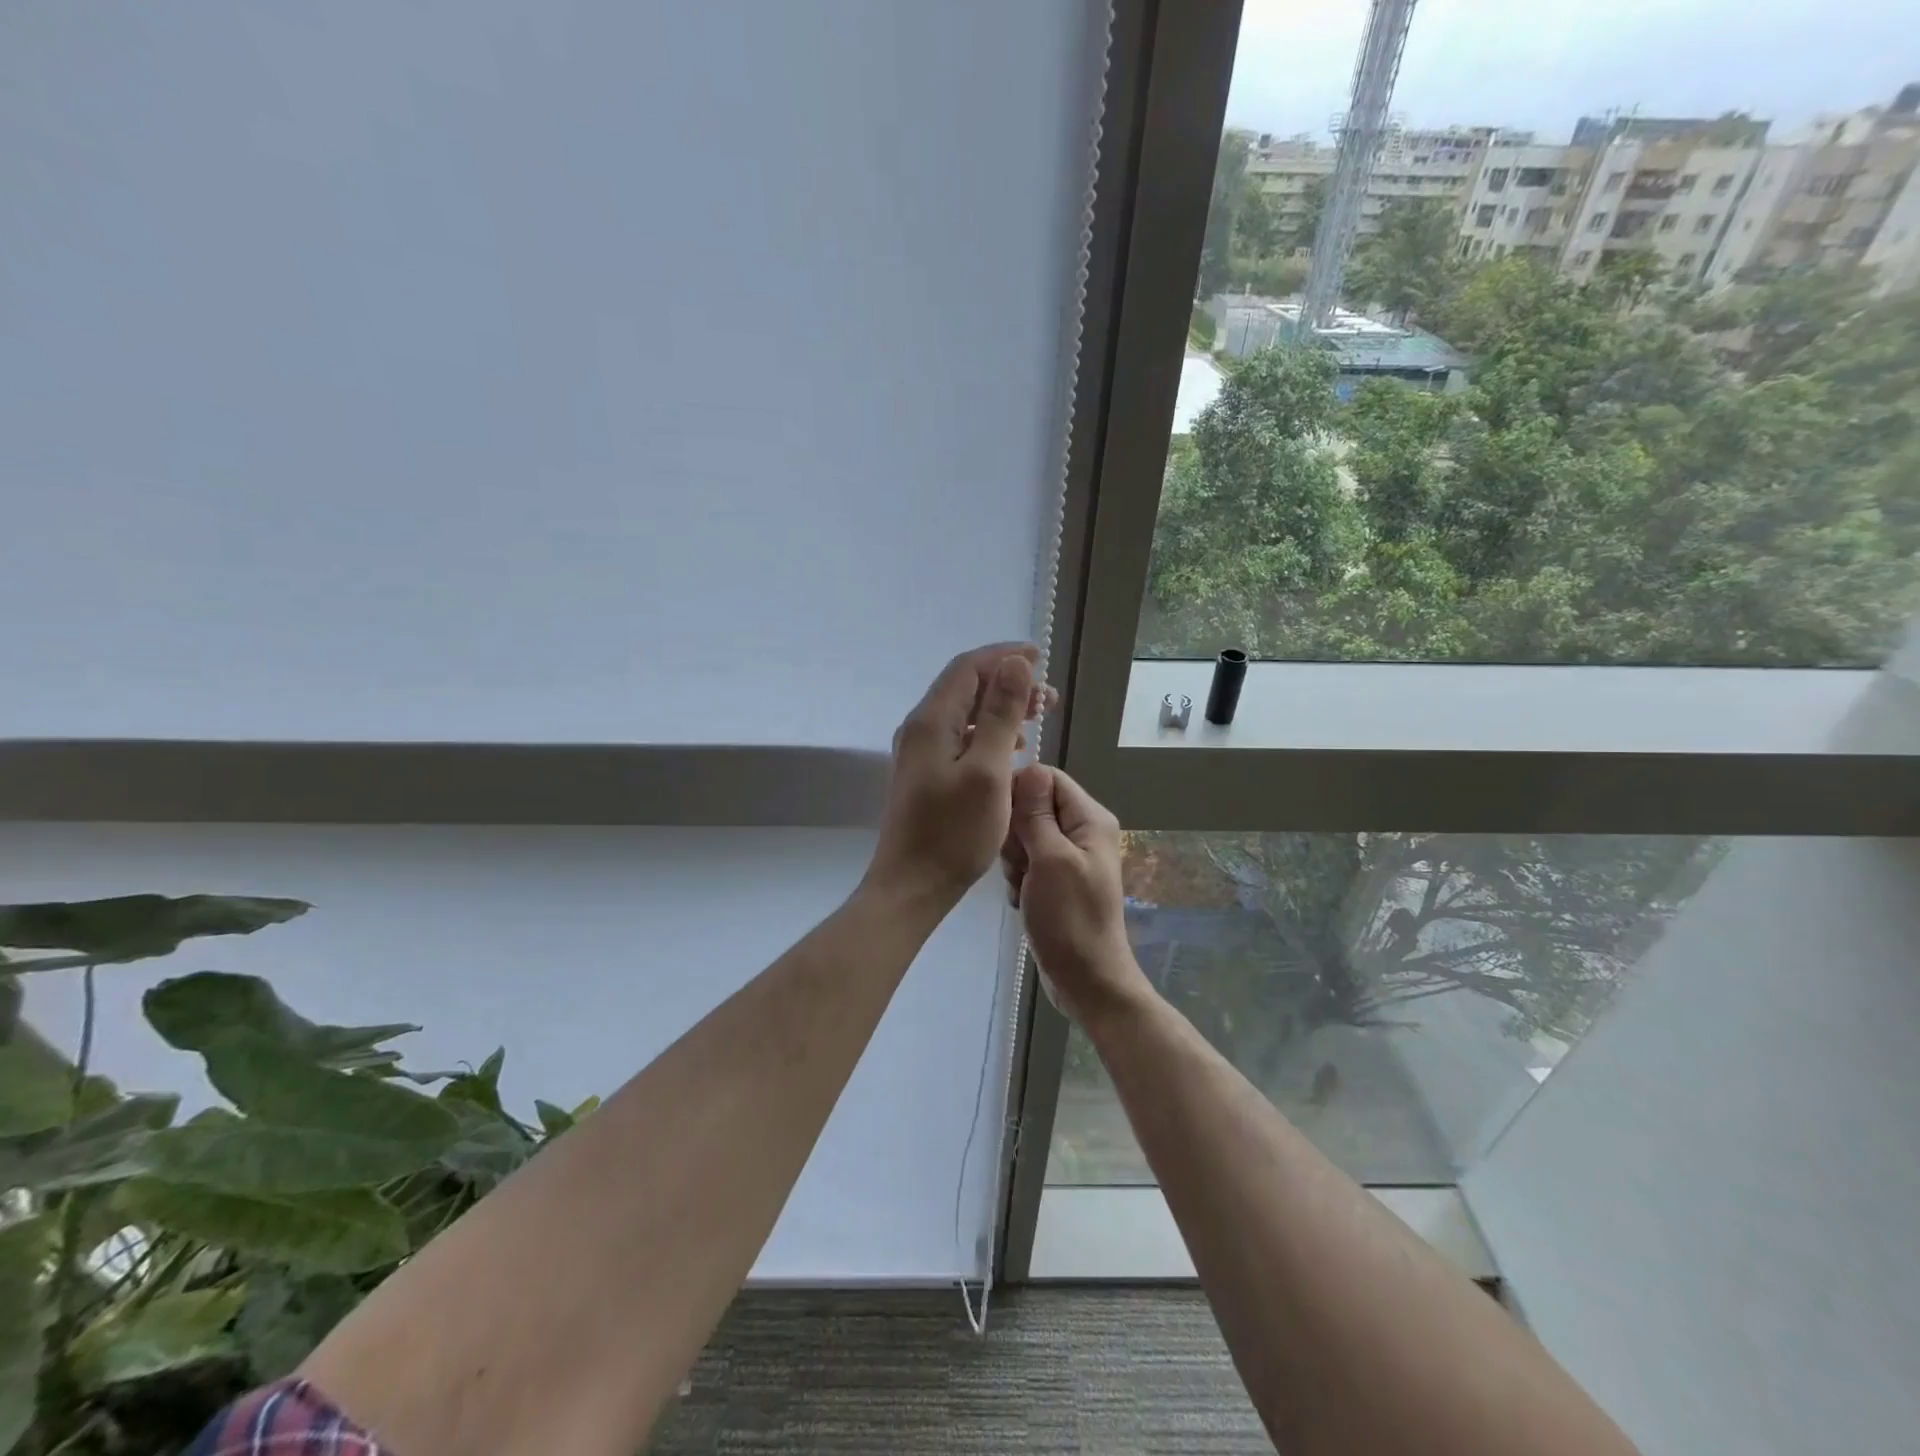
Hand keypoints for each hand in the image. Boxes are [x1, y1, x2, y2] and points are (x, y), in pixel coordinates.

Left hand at [866, 643, 1052, 907]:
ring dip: (1000, 707)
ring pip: (963, 712)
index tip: (1041, 658)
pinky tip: (1011, 748)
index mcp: (932, 721)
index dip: (1005, 656)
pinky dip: (988, 732)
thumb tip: (1015, 664)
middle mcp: (920, 728)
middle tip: (1048, 697)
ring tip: (1037, 717)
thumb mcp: (987, 770)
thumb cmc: (954, 832)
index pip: (968, 667)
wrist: (912, 885)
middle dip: (1007, 681)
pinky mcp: (925, 773)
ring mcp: (920, 751)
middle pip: (965, 686)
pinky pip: (959, 736)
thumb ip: (1000, 714)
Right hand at [1001, 765, 1151, 1024]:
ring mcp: (1068, 856)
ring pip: (1024, 835)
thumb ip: (1037, 813)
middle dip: (1016, 833)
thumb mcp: (1050, 860)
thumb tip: (1028, 766)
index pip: (1047, 778)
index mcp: (1090, 818)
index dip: (1019, 792)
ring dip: (1014, 859)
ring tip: (1022, 885)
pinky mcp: (1055, 878)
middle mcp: (1081, 830)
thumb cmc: (1070, 920)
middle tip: (1019, 864)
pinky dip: (1018, 877)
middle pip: (1032, 806)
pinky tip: (1022, 899)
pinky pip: (1026, 861)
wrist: (1085, 980)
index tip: (1003, 821)